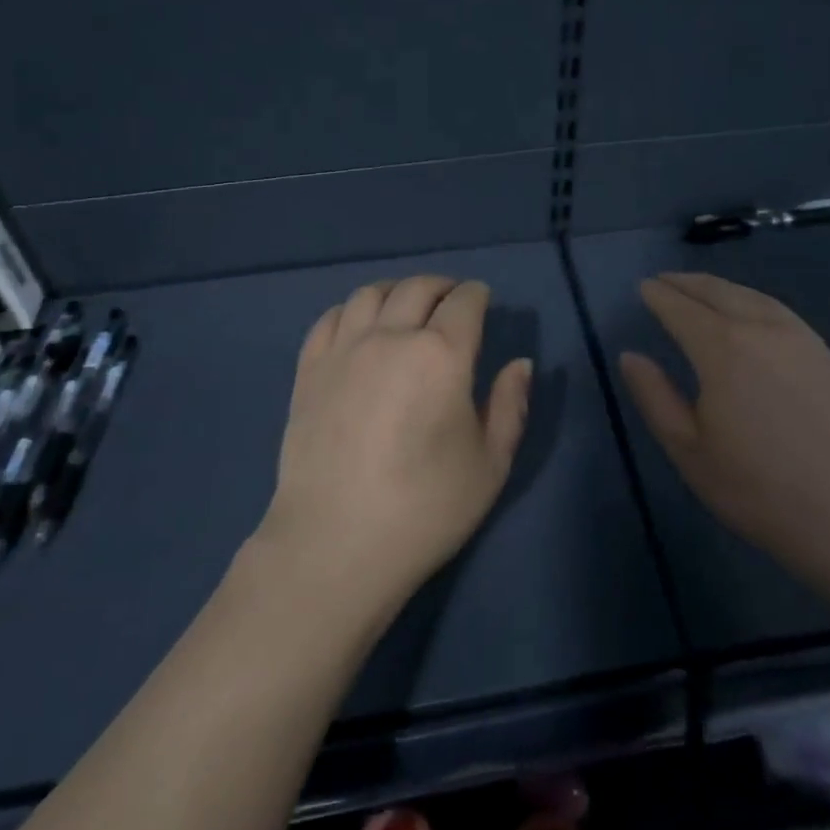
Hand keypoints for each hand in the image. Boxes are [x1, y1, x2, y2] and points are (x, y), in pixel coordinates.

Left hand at [259, 276, 533, 617]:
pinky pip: (331, 318)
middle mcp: (391, 337)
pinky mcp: (309, 370)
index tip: (484, 300)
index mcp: (442, 355)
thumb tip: (520, 364)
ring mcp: (344, 350)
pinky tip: (361, 326)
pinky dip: (353, 310)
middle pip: (418, 288)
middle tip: (452, 300)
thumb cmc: (425, 507)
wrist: (336, 543)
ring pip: (371, 293)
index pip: (465, 302)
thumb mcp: (490, 464)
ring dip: (397, 291)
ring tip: (407, 306)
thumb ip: (510, 405)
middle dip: (442, 286)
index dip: (478, 295)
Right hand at [618, 272, 829, 583]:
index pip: (681, 309)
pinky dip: (753, 301)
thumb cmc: (757, 489)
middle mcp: (762, 329)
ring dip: (721, 287)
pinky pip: (781, 312)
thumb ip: (654, 396)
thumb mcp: (688, 449)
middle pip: (718, 292)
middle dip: (687, 283)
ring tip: (701, 289)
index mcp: (723, 349)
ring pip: (753, 296)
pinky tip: (751, 313)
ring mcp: (802, 339)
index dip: (659, 296)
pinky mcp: (828, 355)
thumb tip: (630, 356)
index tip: (642, 286)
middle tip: (665, 280)